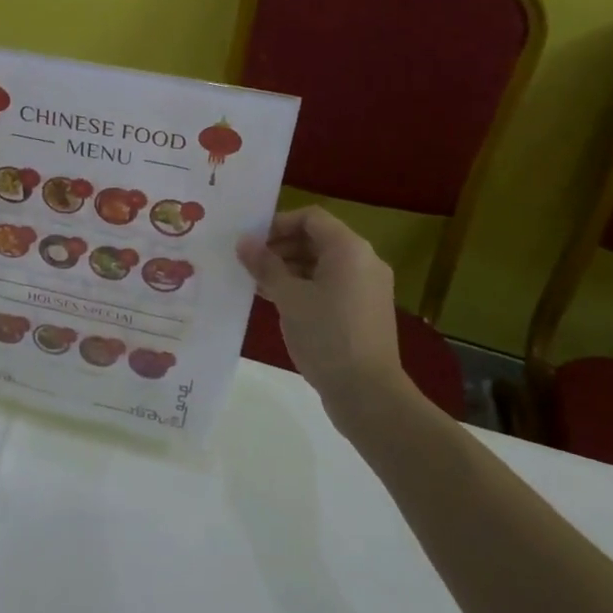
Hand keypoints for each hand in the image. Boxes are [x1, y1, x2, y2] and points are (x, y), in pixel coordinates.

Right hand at [237, 207, 406, 408]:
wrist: (368, 394)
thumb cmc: (327, 336)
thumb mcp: (288, 297)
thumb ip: (265, 265)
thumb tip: (244, 242)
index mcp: (349, 249)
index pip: (310, 218)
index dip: (278, 223)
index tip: (251, 241)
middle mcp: (363, 261)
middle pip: (316, 239)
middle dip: (280, 247)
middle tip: (249, 262)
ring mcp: (366, 287)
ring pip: (321, 264)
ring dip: (288, 268)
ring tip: (256, 282)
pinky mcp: (363, 311)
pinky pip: (330, 285)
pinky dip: (304, 286)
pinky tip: (277, 301)